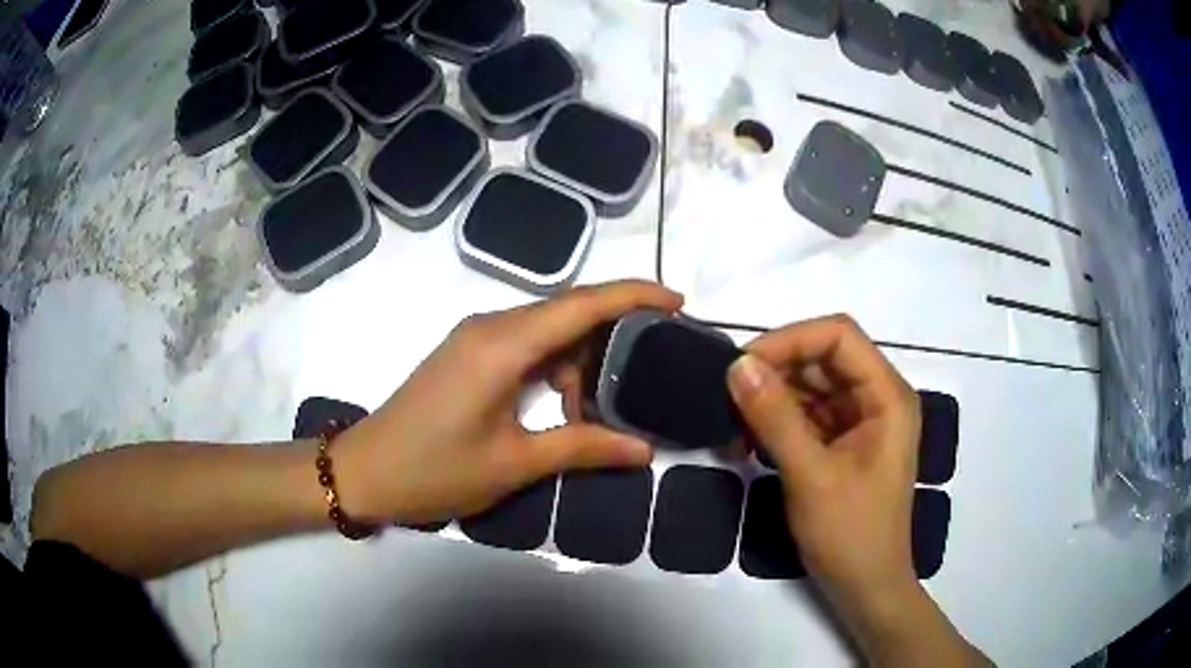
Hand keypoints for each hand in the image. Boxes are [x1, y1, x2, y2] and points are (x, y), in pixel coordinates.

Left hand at [335, 281, 683, 524]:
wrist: (365, 472)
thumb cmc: (435, 469)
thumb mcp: (514, 463)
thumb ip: (582, 447)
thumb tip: (643, 449)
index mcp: (503, 345)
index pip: (582, 304)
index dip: (634, 296)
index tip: (678, 302)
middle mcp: (490, 326)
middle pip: (567, 311)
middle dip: (614, 332)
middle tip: (653, 366)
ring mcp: (474, 338)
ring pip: (546, 329)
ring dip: (580, 358)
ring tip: (606, 404)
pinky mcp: (467, 355)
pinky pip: (524, 345)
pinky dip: (553, 366)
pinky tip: (565, 402)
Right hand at [726, 315, 921, 618]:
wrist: (865, 587)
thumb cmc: (850, 534)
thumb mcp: (811, 476)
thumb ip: (776, 418)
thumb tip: (738, 366)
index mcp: (887, 396)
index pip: (839, 336)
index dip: (791, 339)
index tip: (743, 364)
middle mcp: (876, 398)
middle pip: (823, 358)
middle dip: (775, 371)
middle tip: (728, 394)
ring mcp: (859, 421)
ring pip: (810, 386)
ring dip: (770, 398)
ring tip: (732, 423)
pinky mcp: (841, 443)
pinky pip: (806, 415)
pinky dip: (775, 422)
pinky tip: (747, 441)